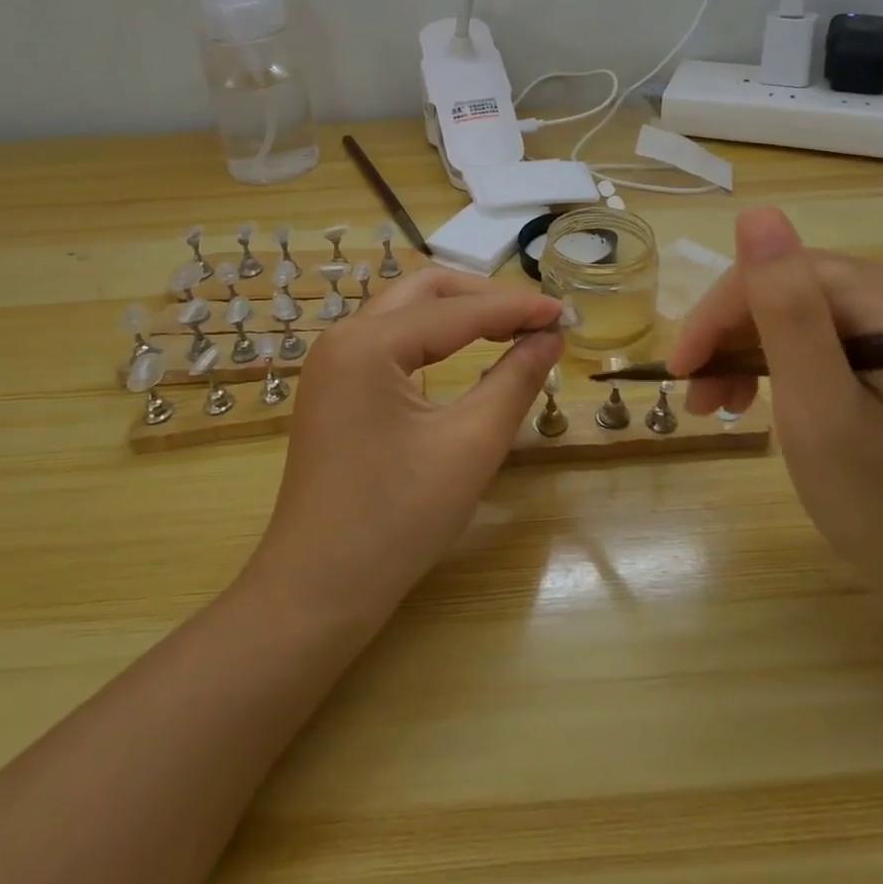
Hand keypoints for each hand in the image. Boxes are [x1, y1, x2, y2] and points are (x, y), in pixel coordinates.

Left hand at [243, 268, 563, 624]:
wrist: (317, 592)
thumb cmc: (396, 520)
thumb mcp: (470, 446)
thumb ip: (514, 380)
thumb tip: (550, 338)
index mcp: (368, 343)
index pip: (457, 310)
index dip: (516, 308)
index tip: (565, 312)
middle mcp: (343, 337)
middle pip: (425, 291)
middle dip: (483, 297)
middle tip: (534, 319)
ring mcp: (333, 362)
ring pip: (406, 311)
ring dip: (458, 314)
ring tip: (510, 330)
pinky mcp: (334, 386)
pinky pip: (390, 341)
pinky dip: (433, 338)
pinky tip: (464, 353)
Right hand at [668, 208, 882, 616]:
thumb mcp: (820, 409)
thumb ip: (787, 311)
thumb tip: (756, 214)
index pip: (783, 275)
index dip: (720, 316)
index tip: (680, 370)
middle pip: (789, 290)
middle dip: (732, 340)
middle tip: (698, 398)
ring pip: (797, 311)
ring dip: (748, 352)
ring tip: (719, 405)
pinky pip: (819, 334)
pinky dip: (779, 363)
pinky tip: (757, 397)